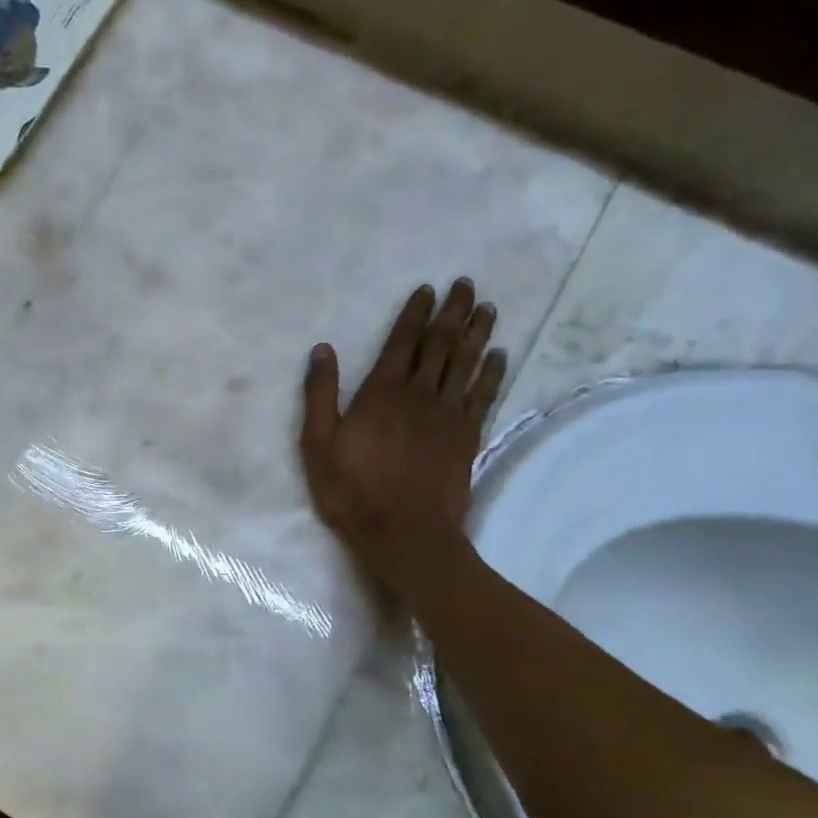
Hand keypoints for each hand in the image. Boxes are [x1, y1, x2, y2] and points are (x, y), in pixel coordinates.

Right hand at [300, 279, 505, 595]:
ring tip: (487, 308)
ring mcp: (448, 414)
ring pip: (466, 363)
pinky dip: (492, 372)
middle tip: (466, 284)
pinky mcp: (467, 436)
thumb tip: (323, 350)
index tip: (428, 289)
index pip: (403, 342)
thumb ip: (320, 395)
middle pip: (441, 344)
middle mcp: (420, 394)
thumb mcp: (317, 444)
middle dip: (453, 312)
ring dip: (477, 333)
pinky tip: (499, 355)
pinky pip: (483, 394)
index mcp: (382, 393)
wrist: (404, 533)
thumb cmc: (351, 490)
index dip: (415, 313)